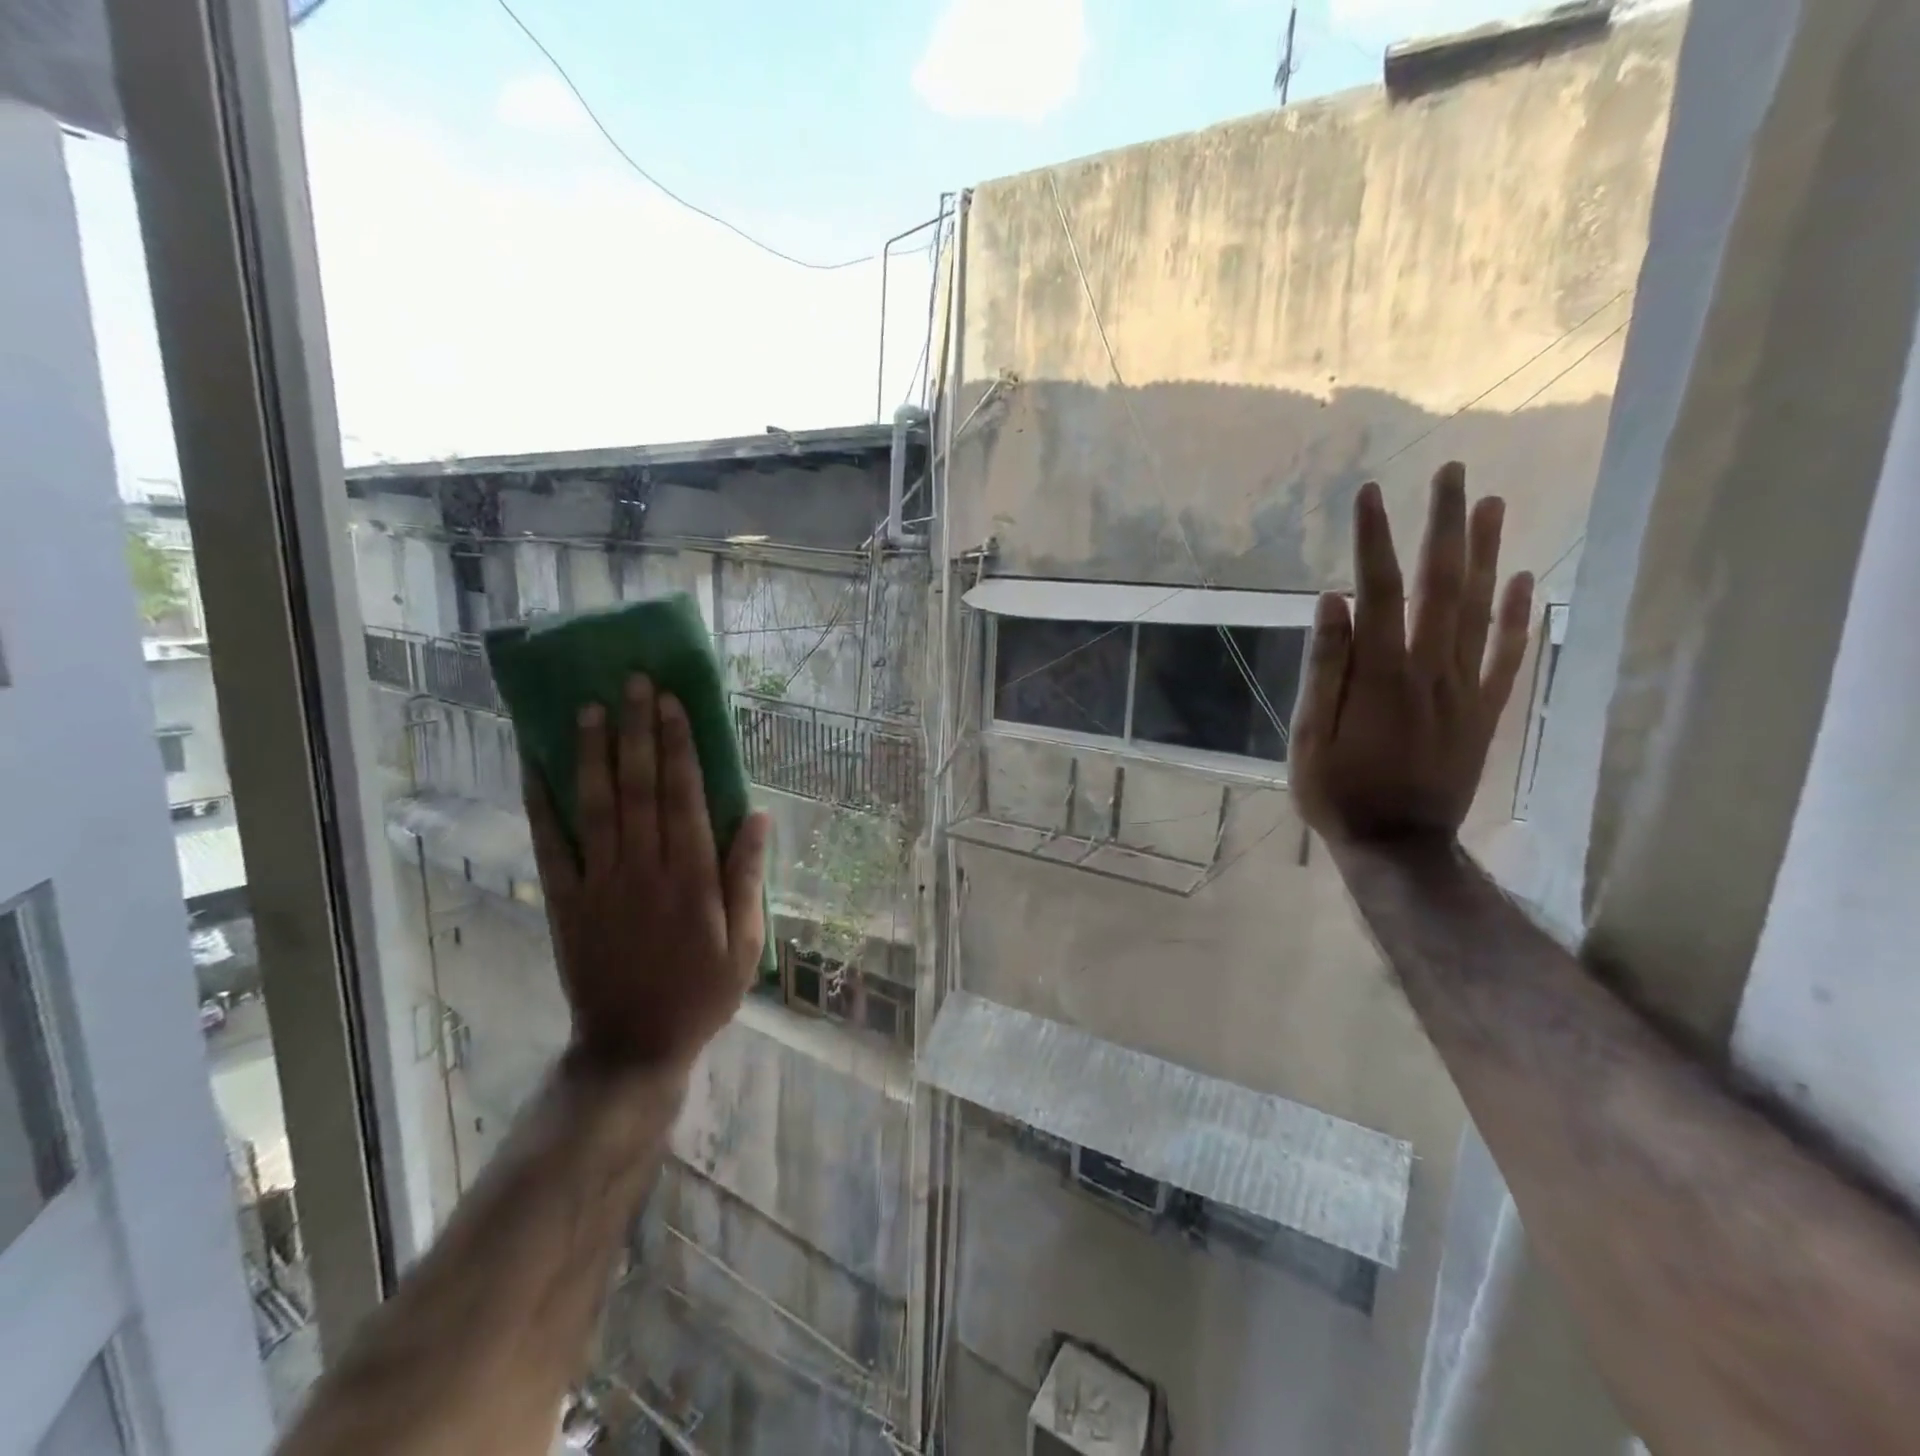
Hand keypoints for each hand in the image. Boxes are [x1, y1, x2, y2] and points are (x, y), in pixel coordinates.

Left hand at [525, 675, 770, 1073]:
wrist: (633, 1045)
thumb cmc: (701, 992)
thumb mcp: (746, 943)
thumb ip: (748, 877)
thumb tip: (760, 816)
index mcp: (691, 878)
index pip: (684, 797)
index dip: (678, 747)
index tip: (673, 703)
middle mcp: (643, 869)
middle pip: (639, 788)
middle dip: (638, 731)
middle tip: (634, 682)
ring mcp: (599, 882)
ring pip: (596, 805)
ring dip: (593, 753)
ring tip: (589, 706)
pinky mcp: (565, 900)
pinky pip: (551, 844)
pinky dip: (542, 802)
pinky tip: (536, 765)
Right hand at [1290, 462, 1534, 844]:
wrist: (1399, 845)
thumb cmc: (1337, 792)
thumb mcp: (1308, 736)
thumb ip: (1324, 668)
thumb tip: (1332, 601)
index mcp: (1381, 674)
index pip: (1380, 590)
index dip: (1374, 539)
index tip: (1368, 492)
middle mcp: (1431, 669)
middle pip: (1442, 584)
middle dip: (1444, 525)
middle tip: (1451, 471)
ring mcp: (1465, 689)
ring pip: (1482, 609)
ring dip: (1487, 553)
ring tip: (1493, 503)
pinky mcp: (1484, 710)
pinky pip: (1508, 655)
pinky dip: (1519, 615)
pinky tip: (1524, 578)